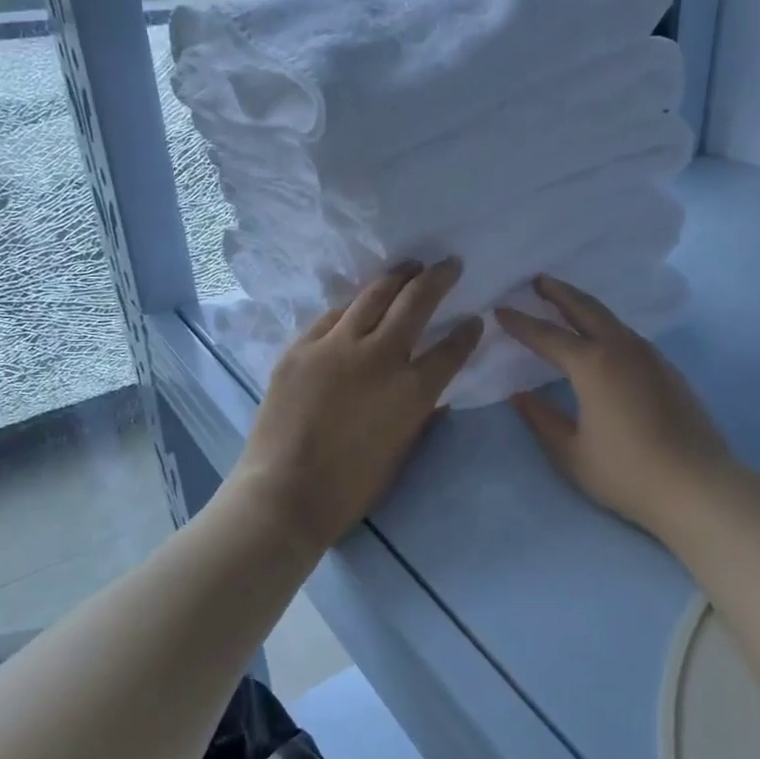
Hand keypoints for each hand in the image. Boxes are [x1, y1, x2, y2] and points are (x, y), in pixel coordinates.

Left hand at [233, 258, 482, 550]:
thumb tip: (436, 396)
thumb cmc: (350, 487)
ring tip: (410, 265)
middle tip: (449, 264)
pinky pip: (332, 315)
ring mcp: (336, 346)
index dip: (468, 332)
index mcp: (412, 390)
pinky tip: (360, 300)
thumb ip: (422, 417)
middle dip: (438, 278)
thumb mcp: (401, 452)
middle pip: (415, 302)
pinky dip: (354, 304)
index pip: (452, 349)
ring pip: (373, 295)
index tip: (475, 319)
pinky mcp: (301, 347)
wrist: (284, 494)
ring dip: (397, 276)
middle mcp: (379, 357)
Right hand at [497, 276, 735, 535]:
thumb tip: (519, 397)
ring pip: (611, 319)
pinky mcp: (668, 369)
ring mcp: (650, 356)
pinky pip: (628, 335)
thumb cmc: (626, 473)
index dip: (521, 323)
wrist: (697, 486)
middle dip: (559, 292)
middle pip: (585, 309)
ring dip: (585, 306)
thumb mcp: (572, 454)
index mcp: (593, 365)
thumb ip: (542, 420)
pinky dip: (606, 326)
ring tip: (566, 303)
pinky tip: (602, 339)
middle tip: (538, 280)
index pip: (547, 336)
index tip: (500, 309)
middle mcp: (622, 349)